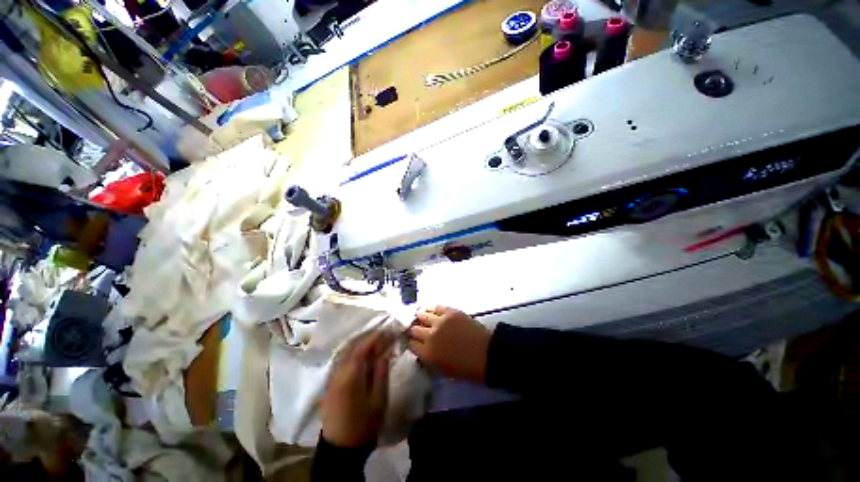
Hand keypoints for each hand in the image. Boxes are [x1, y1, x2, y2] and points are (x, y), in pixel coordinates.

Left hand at [321, 330, 393, 446]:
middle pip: (353, 346)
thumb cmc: (363, 424)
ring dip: (362, 344)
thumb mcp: (378, 399)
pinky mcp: (331, 383)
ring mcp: (332, 377)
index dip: (376, 336)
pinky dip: (356, 353)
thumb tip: (386, 350)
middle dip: (370, 337)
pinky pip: (344, 360)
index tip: (389, 330)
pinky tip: (365, 354)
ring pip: (347, 352)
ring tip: (378, 341)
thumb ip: (381, 371)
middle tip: (386, 333)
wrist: (341, 449)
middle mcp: (338, 372)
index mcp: (350, 376)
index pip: (362, 347)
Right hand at [407, 306, 491, 382]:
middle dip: (414, 330)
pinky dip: (432, 309)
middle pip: (414, 329)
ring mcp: (440, 322)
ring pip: (422, 315)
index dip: (411, 342)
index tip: (413, 341)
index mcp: (428, 354)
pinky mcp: (450, 312)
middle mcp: (430, 336)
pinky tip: (432, 311)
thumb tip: (422, 349)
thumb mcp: (443, 370)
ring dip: (421, 318)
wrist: (487, 354)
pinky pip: (436, 307)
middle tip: (418, 330)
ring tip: (422, 318)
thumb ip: (429, 359)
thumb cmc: (466, 368)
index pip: (410, 344)